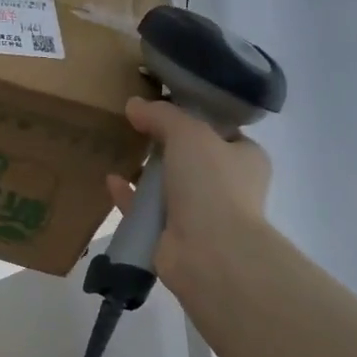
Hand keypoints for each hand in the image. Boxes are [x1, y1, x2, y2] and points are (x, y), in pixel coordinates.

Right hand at [106, 96, 271, 291]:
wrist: (209, 251)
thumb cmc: (211, 184)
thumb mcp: (189, 134)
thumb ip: (162, 115)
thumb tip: (135, 104)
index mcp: (245, 158)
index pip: (222, 132)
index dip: (195, 118)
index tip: (165, 106)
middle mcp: (227, 186)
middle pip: (192, 158)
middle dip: (165, 145)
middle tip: (135, 126)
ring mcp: (200, 214)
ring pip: (168, 186)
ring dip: (145, 172)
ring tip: (119, 150)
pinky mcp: (172, 236)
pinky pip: (146, 211)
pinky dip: (129, 196)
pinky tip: (110, 181)